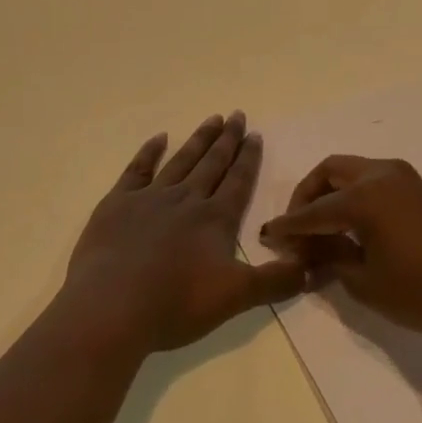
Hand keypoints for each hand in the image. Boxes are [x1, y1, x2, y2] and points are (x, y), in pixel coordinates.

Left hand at [64, 113, 305, 352]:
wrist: (111, 307)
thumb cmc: (175, 304)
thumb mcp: (235, 298)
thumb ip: (275, 282)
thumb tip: (310, 267)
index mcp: (215, 219)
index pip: (238, 181)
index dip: (248, 158)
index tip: (255, 134)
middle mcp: (187, 199)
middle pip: (212, 163)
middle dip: (228, 139)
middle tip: (237, 115)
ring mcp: (150, 197)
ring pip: (182, 160)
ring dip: (199, 140)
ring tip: (212, 119)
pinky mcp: (118, 204)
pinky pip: (138, 169)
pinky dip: (149, 152)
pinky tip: (159, 138)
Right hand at [259, 156, 421, 345]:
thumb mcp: (366, 282)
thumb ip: (331, 260)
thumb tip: (308, 253)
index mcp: (364, 196)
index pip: (314, 210)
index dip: (289, 226)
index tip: (268, 238)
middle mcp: (381, 174)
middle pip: (330, 172)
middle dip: (307, 195)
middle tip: (296, 228)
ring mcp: (403, 177)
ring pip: (352, 172)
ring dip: (331, 193)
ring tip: (322, 230)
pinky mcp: (418, 187)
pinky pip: (373, 181)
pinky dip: (354, 195)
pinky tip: (351, 227)